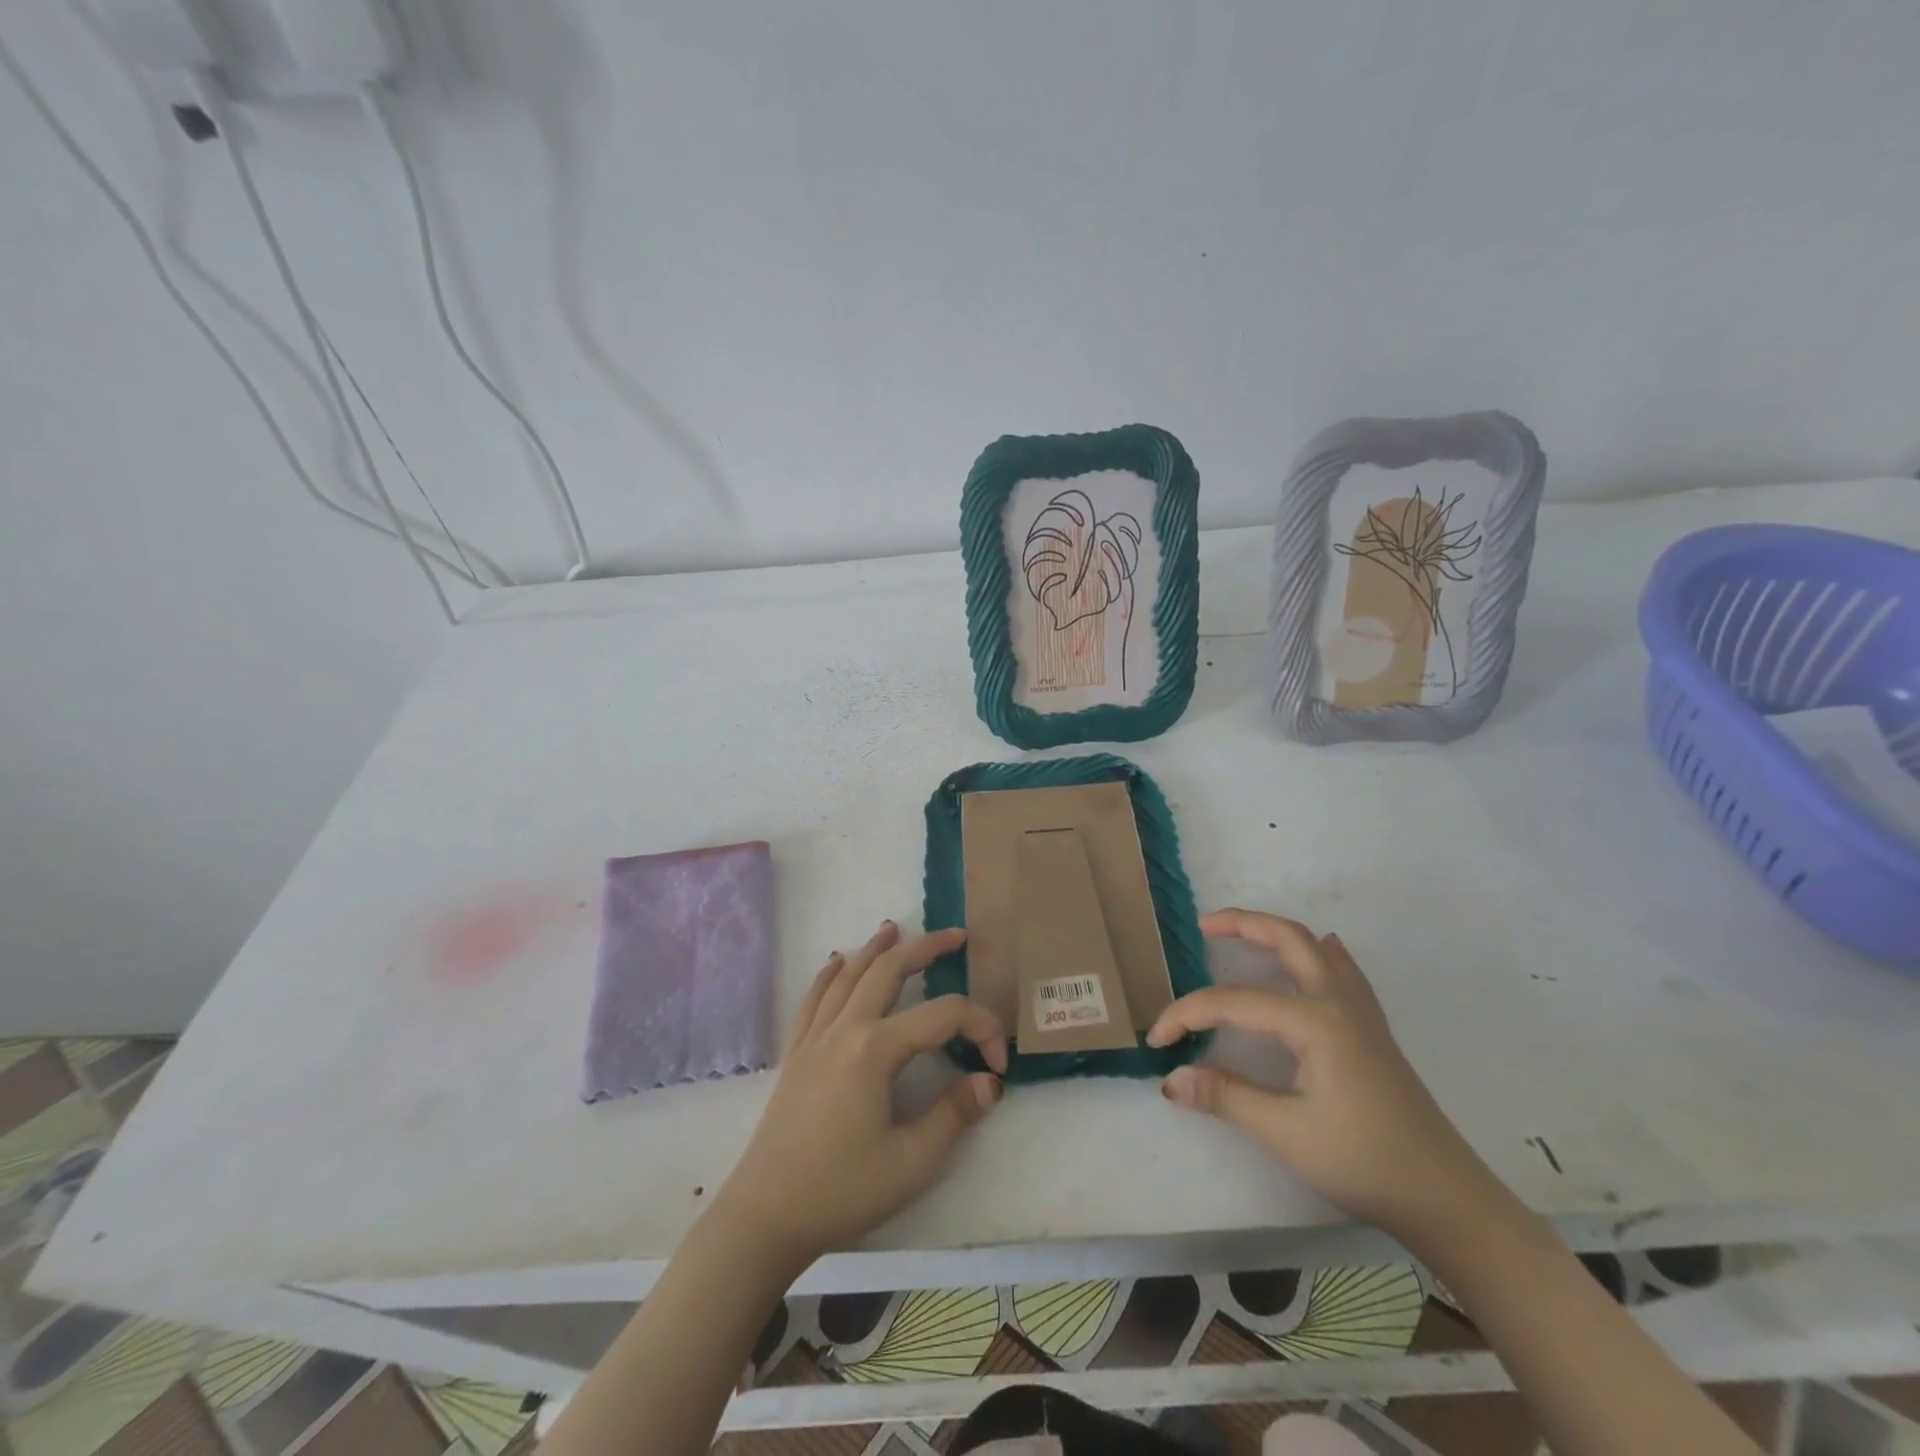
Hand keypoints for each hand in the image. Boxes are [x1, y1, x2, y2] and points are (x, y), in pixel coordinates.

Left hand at [712, 921, 1007, 1268]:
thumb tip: (989, 1082)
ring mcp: (815, 1037)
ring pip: (848, 975)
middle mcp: (845, 1029)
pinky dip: (829, 973)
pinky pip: (814, 998)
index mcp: (876, 1050)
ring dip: (875, 949)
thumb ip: (955, 1114)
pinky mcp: (796, 1053)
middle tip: (955, 935)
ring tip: (894, 928)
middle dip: (925, 948)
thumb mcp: (912, 1162)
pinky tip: (836, 961)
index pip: (943, 1016)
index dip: (981, 1028)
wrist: (766, 1216)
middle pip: (889, 971)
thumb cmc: (842, 1190)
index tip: (998, 1064)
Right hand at [1147, 909, 1497, 1244]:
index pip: (1232, 1002)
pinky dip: (1317, 953)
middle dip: (1242, 924)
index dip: (1188, 1014)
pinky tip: (1316, 956)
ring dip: (1276, 933)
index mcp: (1314, 1020)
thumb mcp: (1286, 1133)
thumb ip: (1225, 1096)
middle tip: (1202, 926)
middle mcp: (1337, 1002)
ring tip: (1242, 935)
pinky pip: (1342, 971)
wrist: (1446, 1198)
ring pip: (1316, 949)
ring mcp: (1361, 1013)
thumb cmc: (1364, 1162)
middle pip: (1287, 939)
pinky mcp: (1373, 1030)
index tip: (1157, 1039)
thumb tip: (1170, 1079)